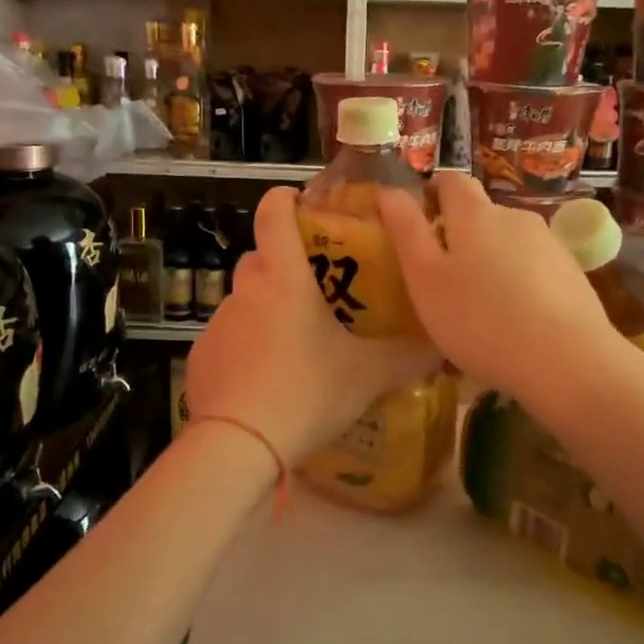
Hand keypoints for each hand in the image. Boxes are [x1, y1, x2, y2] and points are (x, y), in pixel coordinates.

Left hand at [185, 187, 441, 464]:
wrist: (239, 444)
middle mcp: (246, 291)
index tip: (300, 202)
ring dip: (265, 308)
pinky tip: (264, 378)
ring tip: (293, 343)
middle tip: (313, 287)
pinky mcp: (201, 357)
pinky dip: (245, 346)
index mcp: (284, 278)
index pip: (274, 214)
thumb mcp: (368, 375)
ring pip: (243, 300)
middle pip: (259, 258)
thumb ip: (408, 356)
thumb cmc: (308, 392)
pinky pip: (227, 338)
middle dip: (282, 263)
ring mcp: (218, 324)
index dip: (285, 200)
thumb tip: (442, 343)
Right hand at [376, 173, 612, 397]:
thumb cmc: (480, 319)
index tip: (419, 224)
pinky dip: (518, 284)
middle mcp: (515, 217)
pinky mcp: (572, 274)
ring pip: (508, 243)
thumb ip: (406, 231)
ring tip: (479, 307)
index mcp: (475, 214)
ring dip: (490, 262)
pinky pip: (533, 268)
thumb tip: (388, 192)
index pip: (451, 181)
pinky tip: (515, 321)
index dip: (432, 194)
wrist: (567, 360)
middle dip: (459, 236)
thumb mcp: (426, 279)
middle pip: (480, 214)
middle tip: (442, 279)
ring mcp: (549, 244)